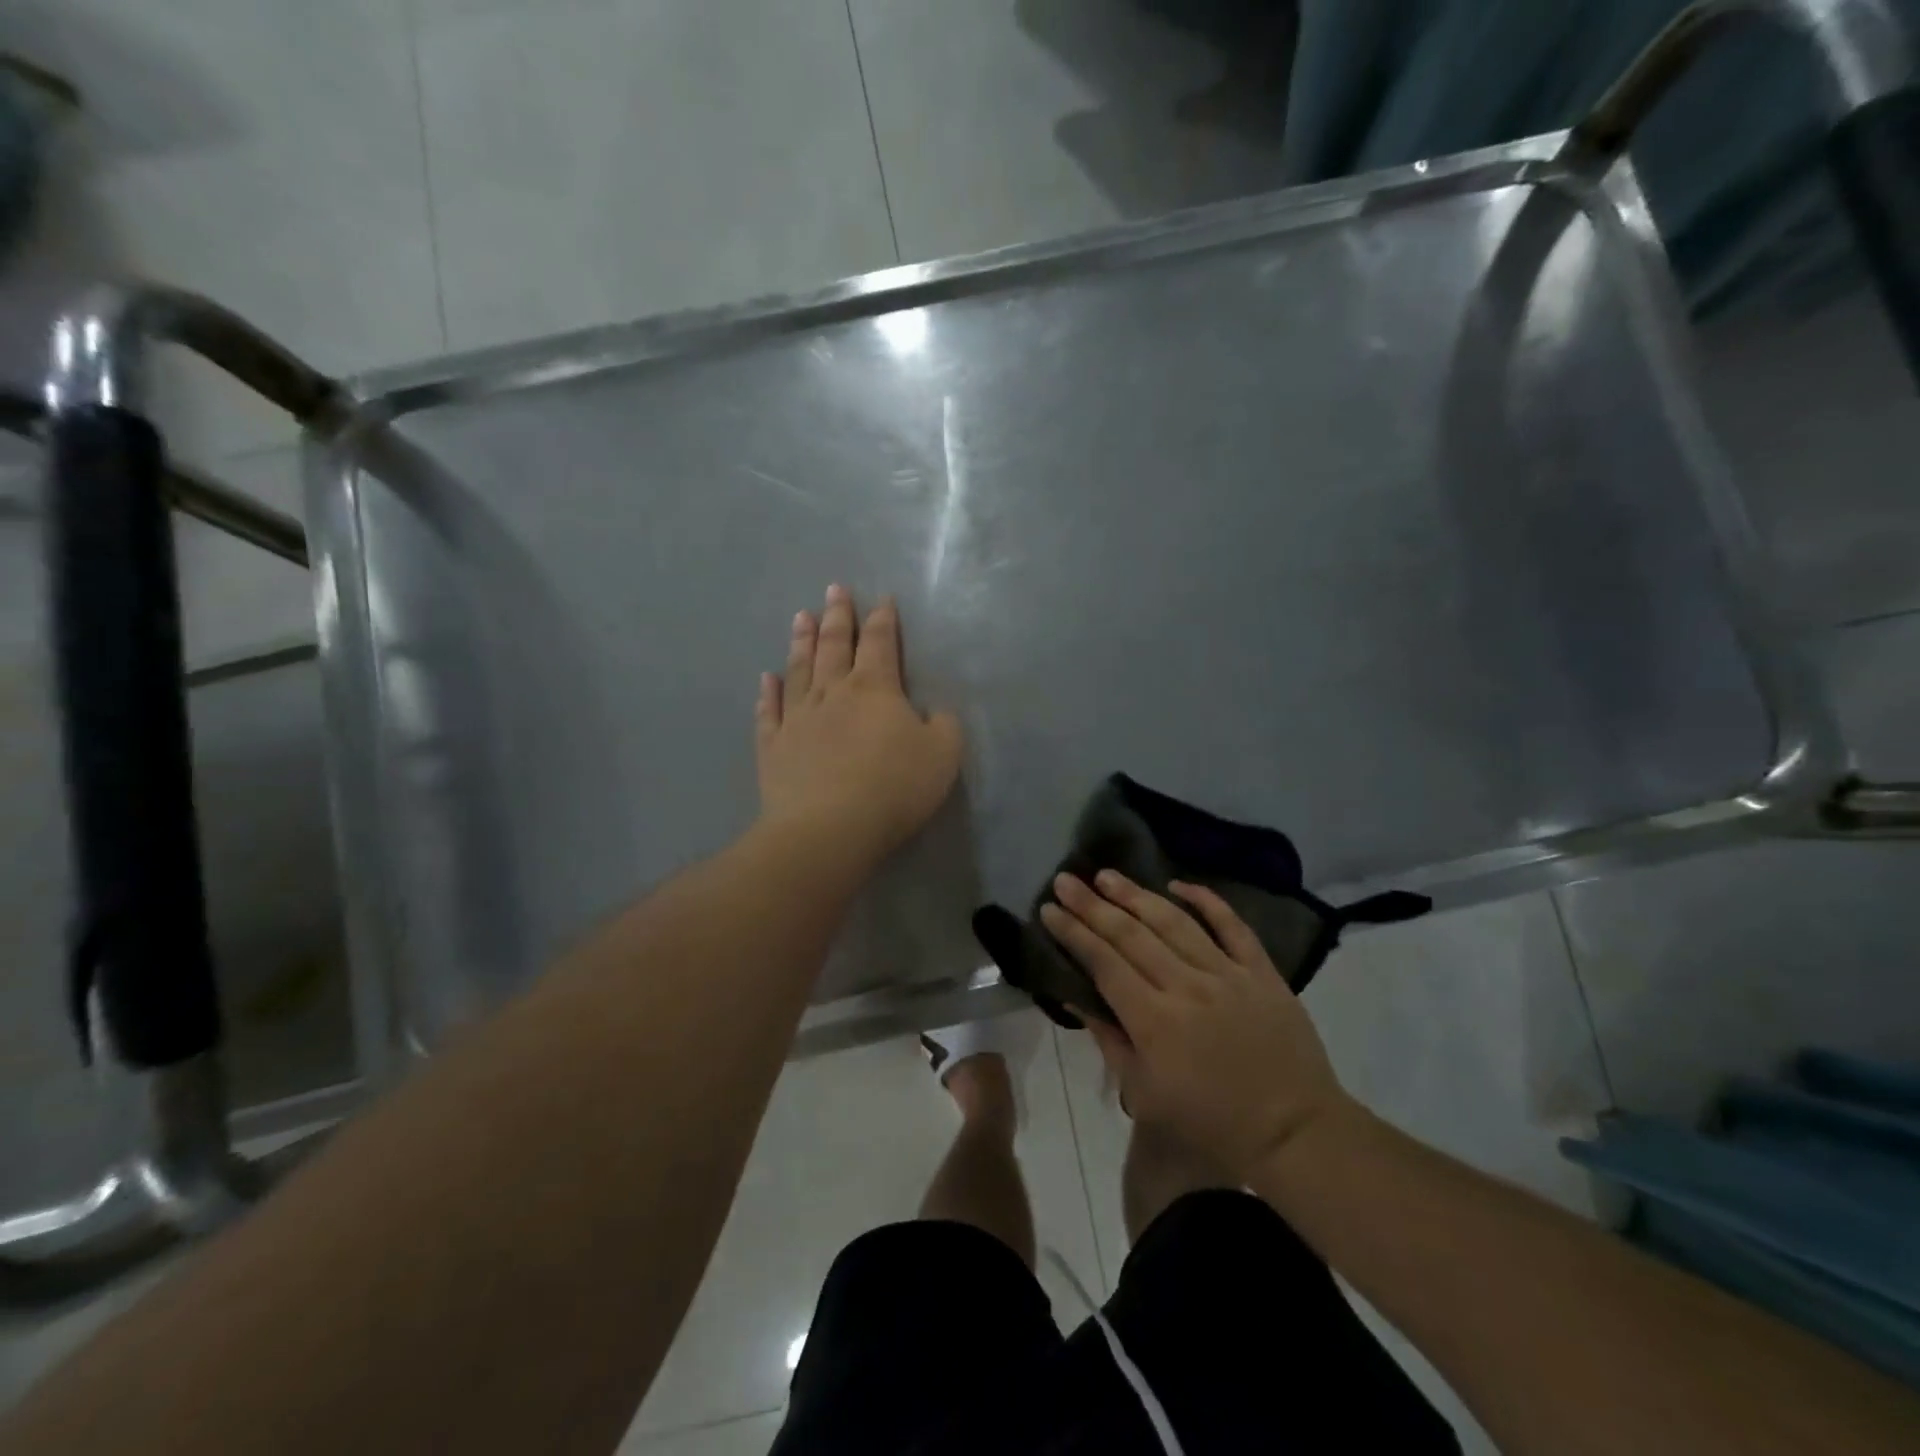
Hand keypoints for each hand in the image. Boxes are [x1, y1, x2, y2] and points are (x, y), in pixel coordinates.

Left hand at [755, 585, 963, 869]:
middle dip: (838, 616)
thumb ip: (944, 726)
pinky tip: (766, 678)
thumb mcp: (943, 755)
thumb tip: (933, 712)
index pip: (880, 643)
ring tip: (801, 616)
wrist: (828, 828)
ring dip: (801, 641)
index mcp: (875, 689)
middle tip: (834, 589)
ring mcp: (797, 718)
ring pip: (799, 669)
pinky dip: (768, 693)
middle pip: (834, 645)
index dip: (883, 619)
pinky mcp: (773, 747)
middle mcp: (832, 693)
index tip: (882, 598)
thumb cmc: (893, 788)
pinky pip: (769, 712)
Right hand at [1041, 870, 1353, 1178]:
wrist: (1293, 1131)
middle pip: (1131, 935)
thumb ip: (1109, 1040)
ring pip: (1174, 922)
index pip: (1103, 963)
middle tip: (1066, 880)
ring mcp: (1227, 974)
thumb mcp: (1146, 1094)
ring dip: (1136, 895)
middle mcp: (1186, 986)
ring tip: (1107, 875)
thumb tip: (1076, 997)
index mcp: (1154, 1021)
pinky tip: (1177, 884)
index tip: (1049, 909)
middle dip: (1093, 905)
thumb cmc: (1211, 1122)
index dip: (1073, 933)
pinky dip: (1205, 900)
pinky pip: (1232, 925)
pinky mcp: (1261, 971)